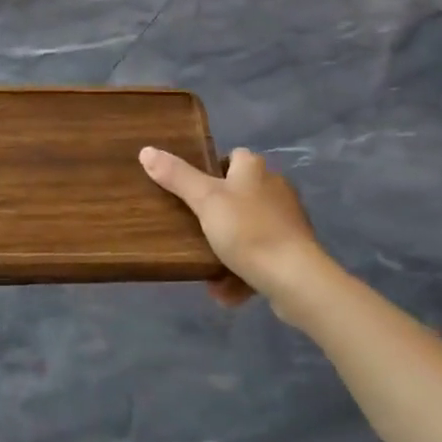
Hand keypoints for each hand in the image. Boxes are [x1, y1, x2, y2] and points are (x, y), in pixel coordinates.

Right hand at [139, 146, 333, 320]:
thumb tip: (146, 150)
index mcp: (255, 169)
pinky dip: (243, 271)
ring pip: (250, 228)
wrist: (295, 279)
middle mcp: (275, 188)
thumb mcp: (205, 200)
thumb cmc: (247, 230)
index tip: (194, 190)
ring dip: (229, 247)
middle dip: (218, 214)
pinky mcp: (295, 251)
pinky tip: (226, 290)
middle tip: (194, 229)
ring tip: (206, 266)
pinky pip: (261, 256)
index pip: (233, 157)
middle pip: (240, 193)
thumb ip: (176, 176)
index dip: (213, 169)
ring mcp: (287, 221)